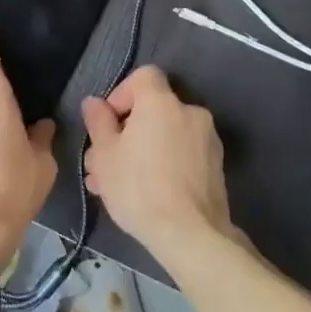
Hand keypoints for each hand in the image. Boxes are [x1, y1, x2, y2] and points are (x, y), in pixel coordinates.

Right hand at [82, 66, 232, 254]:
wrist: (191, 235)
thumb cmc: (140, 188)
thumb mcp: (105, 155)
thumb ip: (98, 122)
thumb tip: (94, 103)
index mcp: (162, 102)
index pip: (144, 76)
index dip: (122, 94)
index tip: (108, 122)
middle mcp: (189, 112)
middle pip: (152, 110)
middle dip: (125, 132)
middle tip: (102, 163)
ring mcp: (207, 139)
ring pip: (165, 135)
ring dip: (141, 151)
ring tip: (116, 185)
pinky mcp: (216, 166)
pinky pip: (182, 153)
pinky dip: (163, 163)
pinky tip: (145, 193)